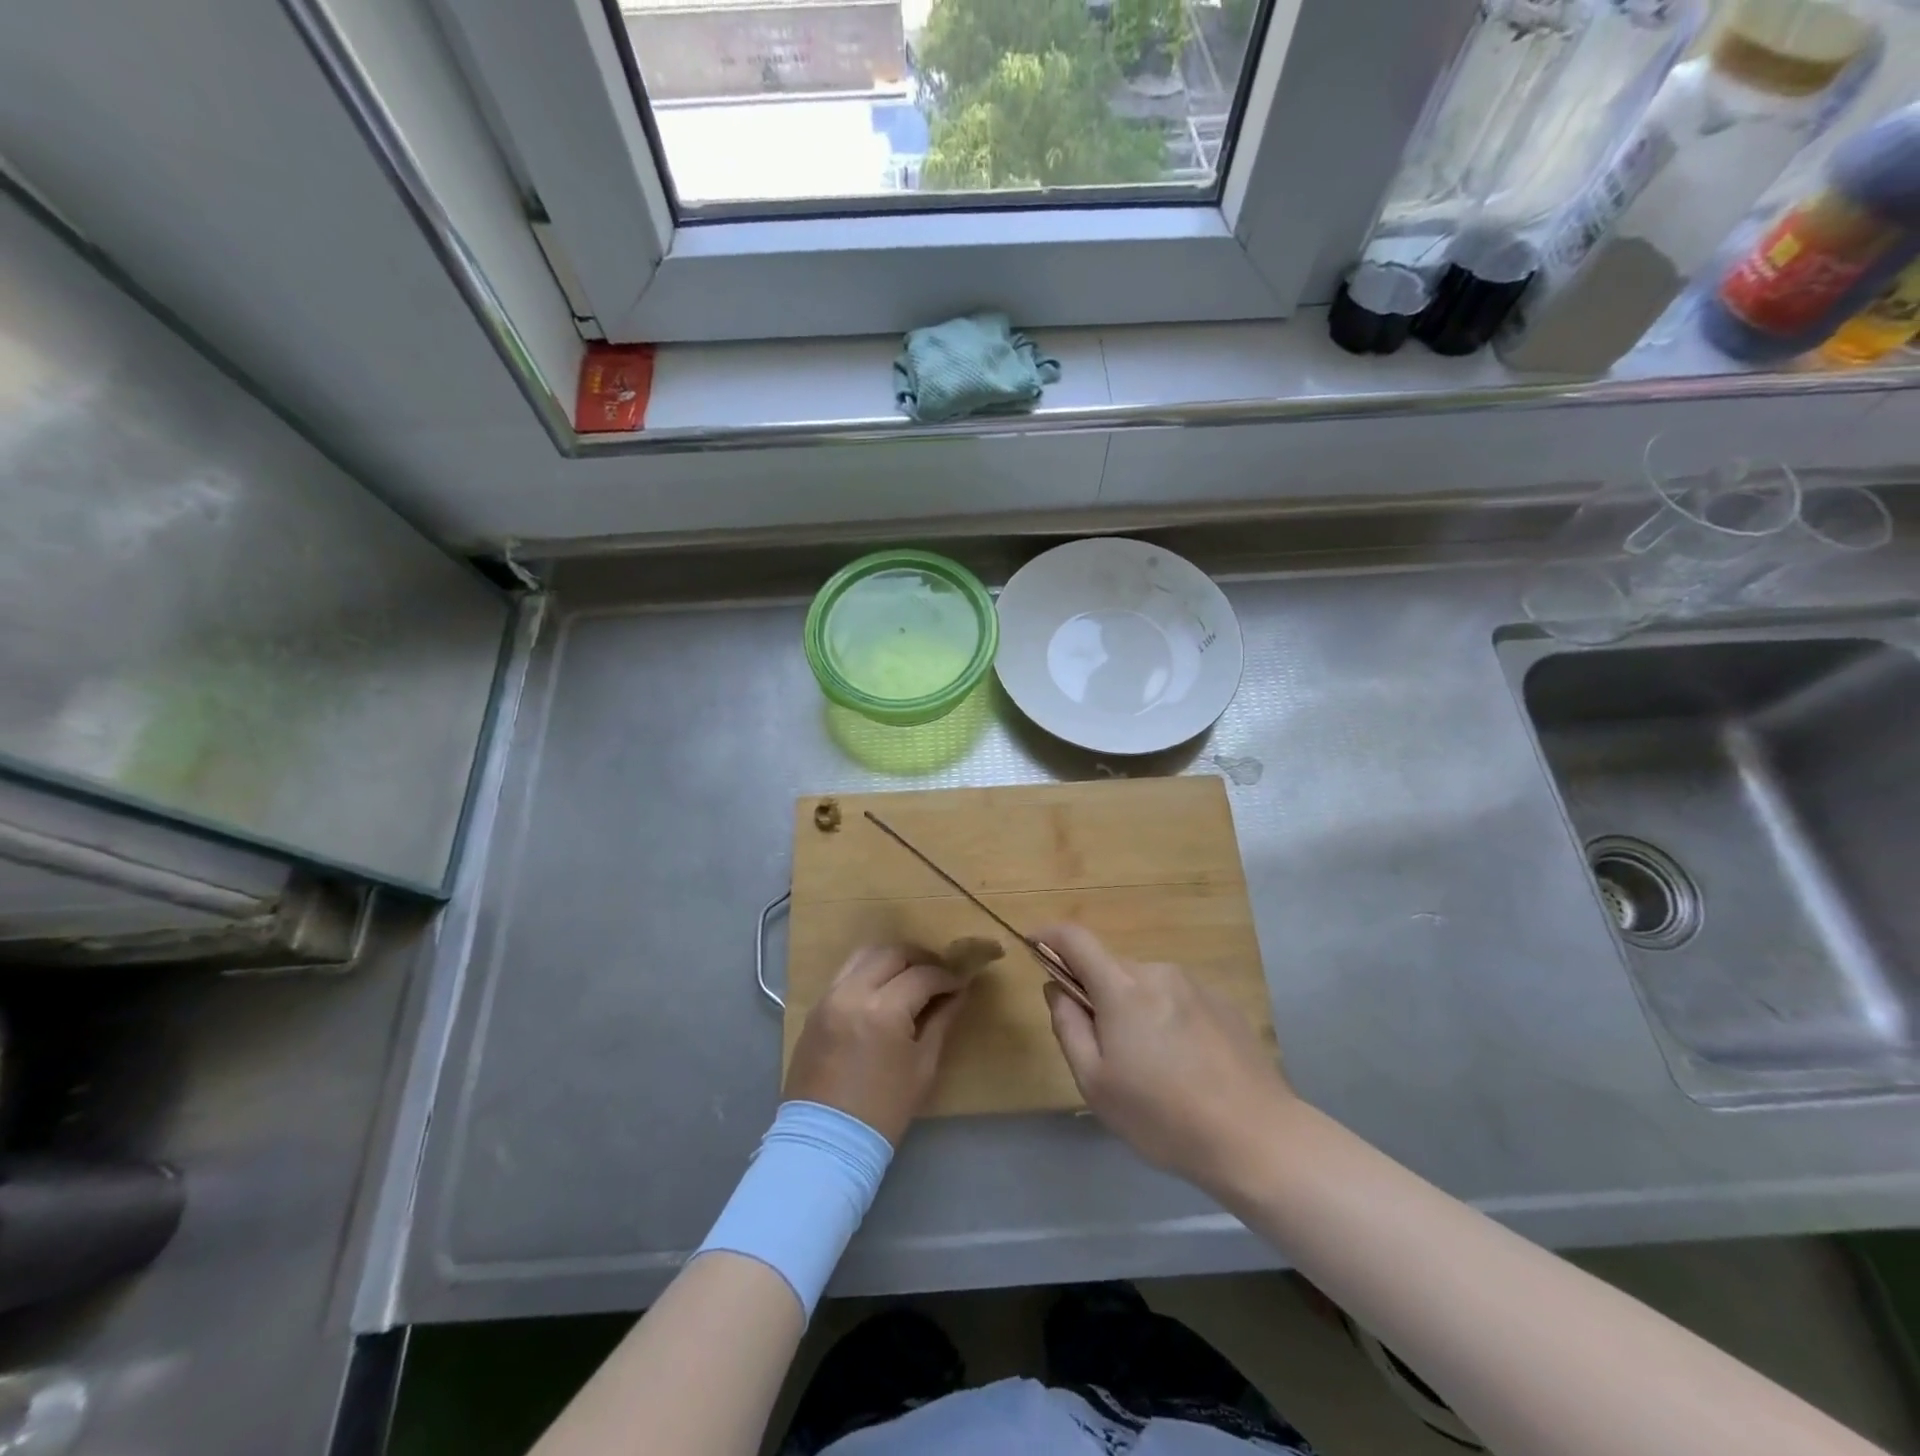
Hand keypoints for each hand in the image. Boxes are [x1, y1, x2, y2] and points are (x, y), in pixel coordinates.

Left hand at [784, 944, 969, 1145]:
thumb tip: (959, 993)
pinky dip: (867, 972)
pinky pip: (845, 974)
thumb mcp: (923, 1065)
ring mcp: (829, 997)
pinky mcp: (816, 1008)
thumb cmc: (884, 1109)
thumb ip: (942, 1021)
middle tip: (938, 974)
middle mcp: (852, 992)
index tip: (960, 983)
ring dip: (891, 959)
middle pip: (892, 954)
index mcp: (883, 1009)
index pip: (922, 975)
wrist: (826, 1140)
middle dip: (920, 959)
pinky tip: (883, 990)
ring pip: (864, 955)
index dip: (947, 976)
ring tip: (910, 976)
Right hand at [1040, 923, 1294, 1193]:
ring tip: (1151, 1068)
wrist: (1256, 1138)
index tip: (1034, 947)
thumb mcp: (1096, 1083)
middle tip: (1103, 1049)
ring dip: (1133, 1009)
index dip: (1049, 936)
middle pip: (1111, 968)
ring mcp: (1195, 985)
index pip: (1075, 938)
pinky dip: (1165, 1019)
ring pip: (1145, 986)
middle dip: (1096, 994)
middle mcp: (1157, 972)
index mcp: (1122, 987)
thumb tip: (1057, 989)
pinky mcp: (1223, 1003)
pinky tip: (1185, 1066)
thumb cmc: (1163, 1116)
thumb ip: (1068, 1026)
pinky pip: (1176, 999)